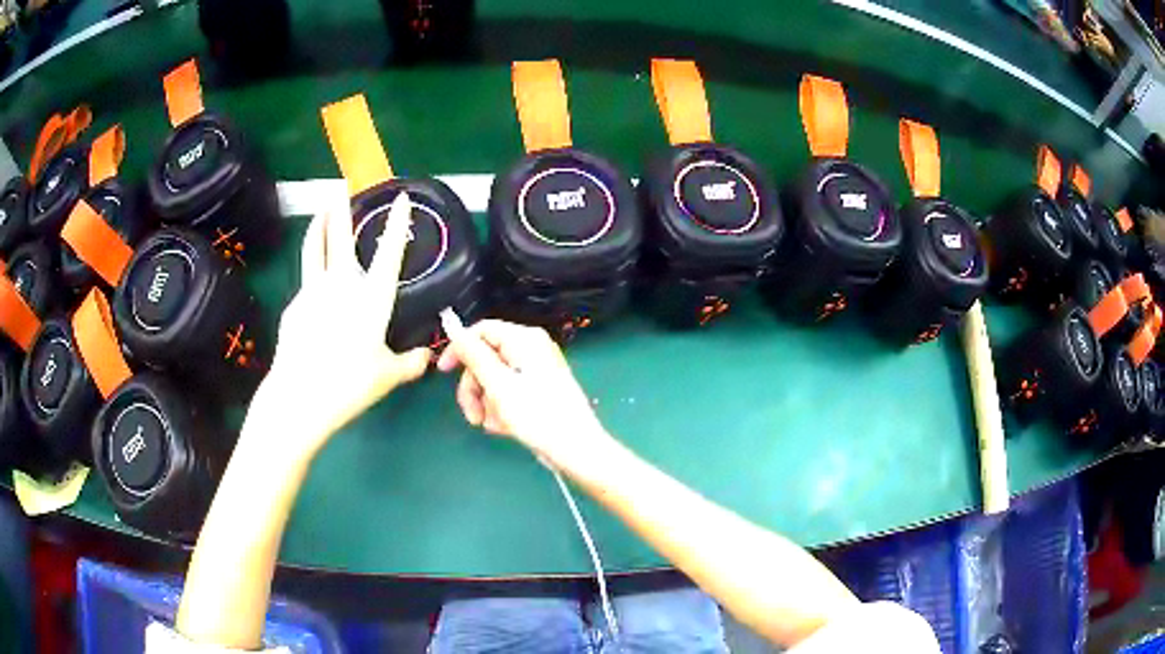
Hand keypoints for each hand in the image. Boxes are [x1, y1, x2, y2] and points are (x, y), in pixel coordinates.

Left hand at [242, 194, 429, 464]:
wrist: (301, 394)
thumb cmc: (351, 383)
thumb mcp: (388, 376)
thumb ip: (411, 363)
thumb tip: (427, 357)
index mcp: (372, 296)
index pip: (388, 251)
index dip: (396, 223)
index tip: (400, 199)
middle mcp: (341, 284)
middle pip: (338, 236)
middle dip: (340, 207)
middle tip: (340, 186)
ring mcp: (313, 291)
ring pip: (314, 248)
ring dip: (318, 224)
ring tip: (320, 210)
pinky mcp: (294, 306)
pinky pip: (306, 283)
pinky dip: (312, 275)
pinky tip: (315, 290)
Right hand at [436, 319, 610, 468]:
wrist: (576, 449)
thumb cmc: (538, 416)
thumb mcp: (498, 385)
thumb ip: (473, 355)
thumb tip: (451, 324)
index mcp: (525, 340)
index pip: (481, 331)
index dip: (459, 350)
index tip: (444, 373)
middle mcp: (531, 349)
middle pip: (486, 358)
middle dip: (474, 388)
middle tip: (473, 416)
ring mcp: (536, 370)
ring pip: (495, 379)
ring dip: (487, 403)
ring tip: (493, 425)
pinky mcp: (539, 390)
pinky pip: (509, 392)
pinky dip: (501, 409)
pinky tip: (504, 428)